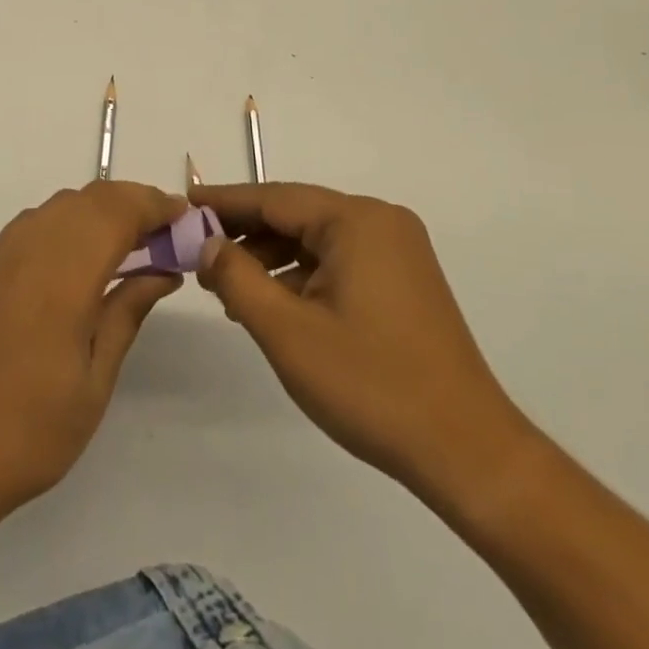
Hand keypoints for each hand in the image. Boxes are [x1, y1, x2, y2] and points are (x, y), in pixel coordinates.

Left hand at [0, 181, 186, 521]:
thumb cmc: (33, 429)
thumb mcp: (96, 378)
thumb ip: (128, 311)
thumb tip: (165, 271)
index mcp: (63, 276)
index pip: (117, 212)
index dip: (154, 205)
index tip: (185, 217)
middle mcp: (31, 249)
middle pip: (91, 198)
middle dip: (133, 202)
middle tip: (166, 232)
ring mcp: (4, 254)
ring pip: (63, 204)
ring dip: (102, 209)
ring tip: (133, 242)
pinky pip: (38, 221)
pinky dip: (71, 220)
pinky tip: (86, 255)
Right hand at [193, 182, 536, 523]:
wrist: (466, 451)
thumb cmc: (371, 385)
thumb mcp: (287, 331)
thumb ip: (237, 277)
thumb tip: (207, 243)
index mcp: (357, 220)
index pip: (273, 198)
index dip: (223, 202)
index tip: (182, 206)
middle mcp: (380, 221)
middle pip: (295, 214)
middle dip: (245, 234)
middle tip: (198, 256)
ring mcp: (397, 250)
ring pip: (315, 239)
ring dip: (271, 258)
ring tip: (229, 290)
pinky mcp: (403, 278)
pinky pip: (338, 260)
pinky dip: (301, 275)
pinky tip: (273, 303)